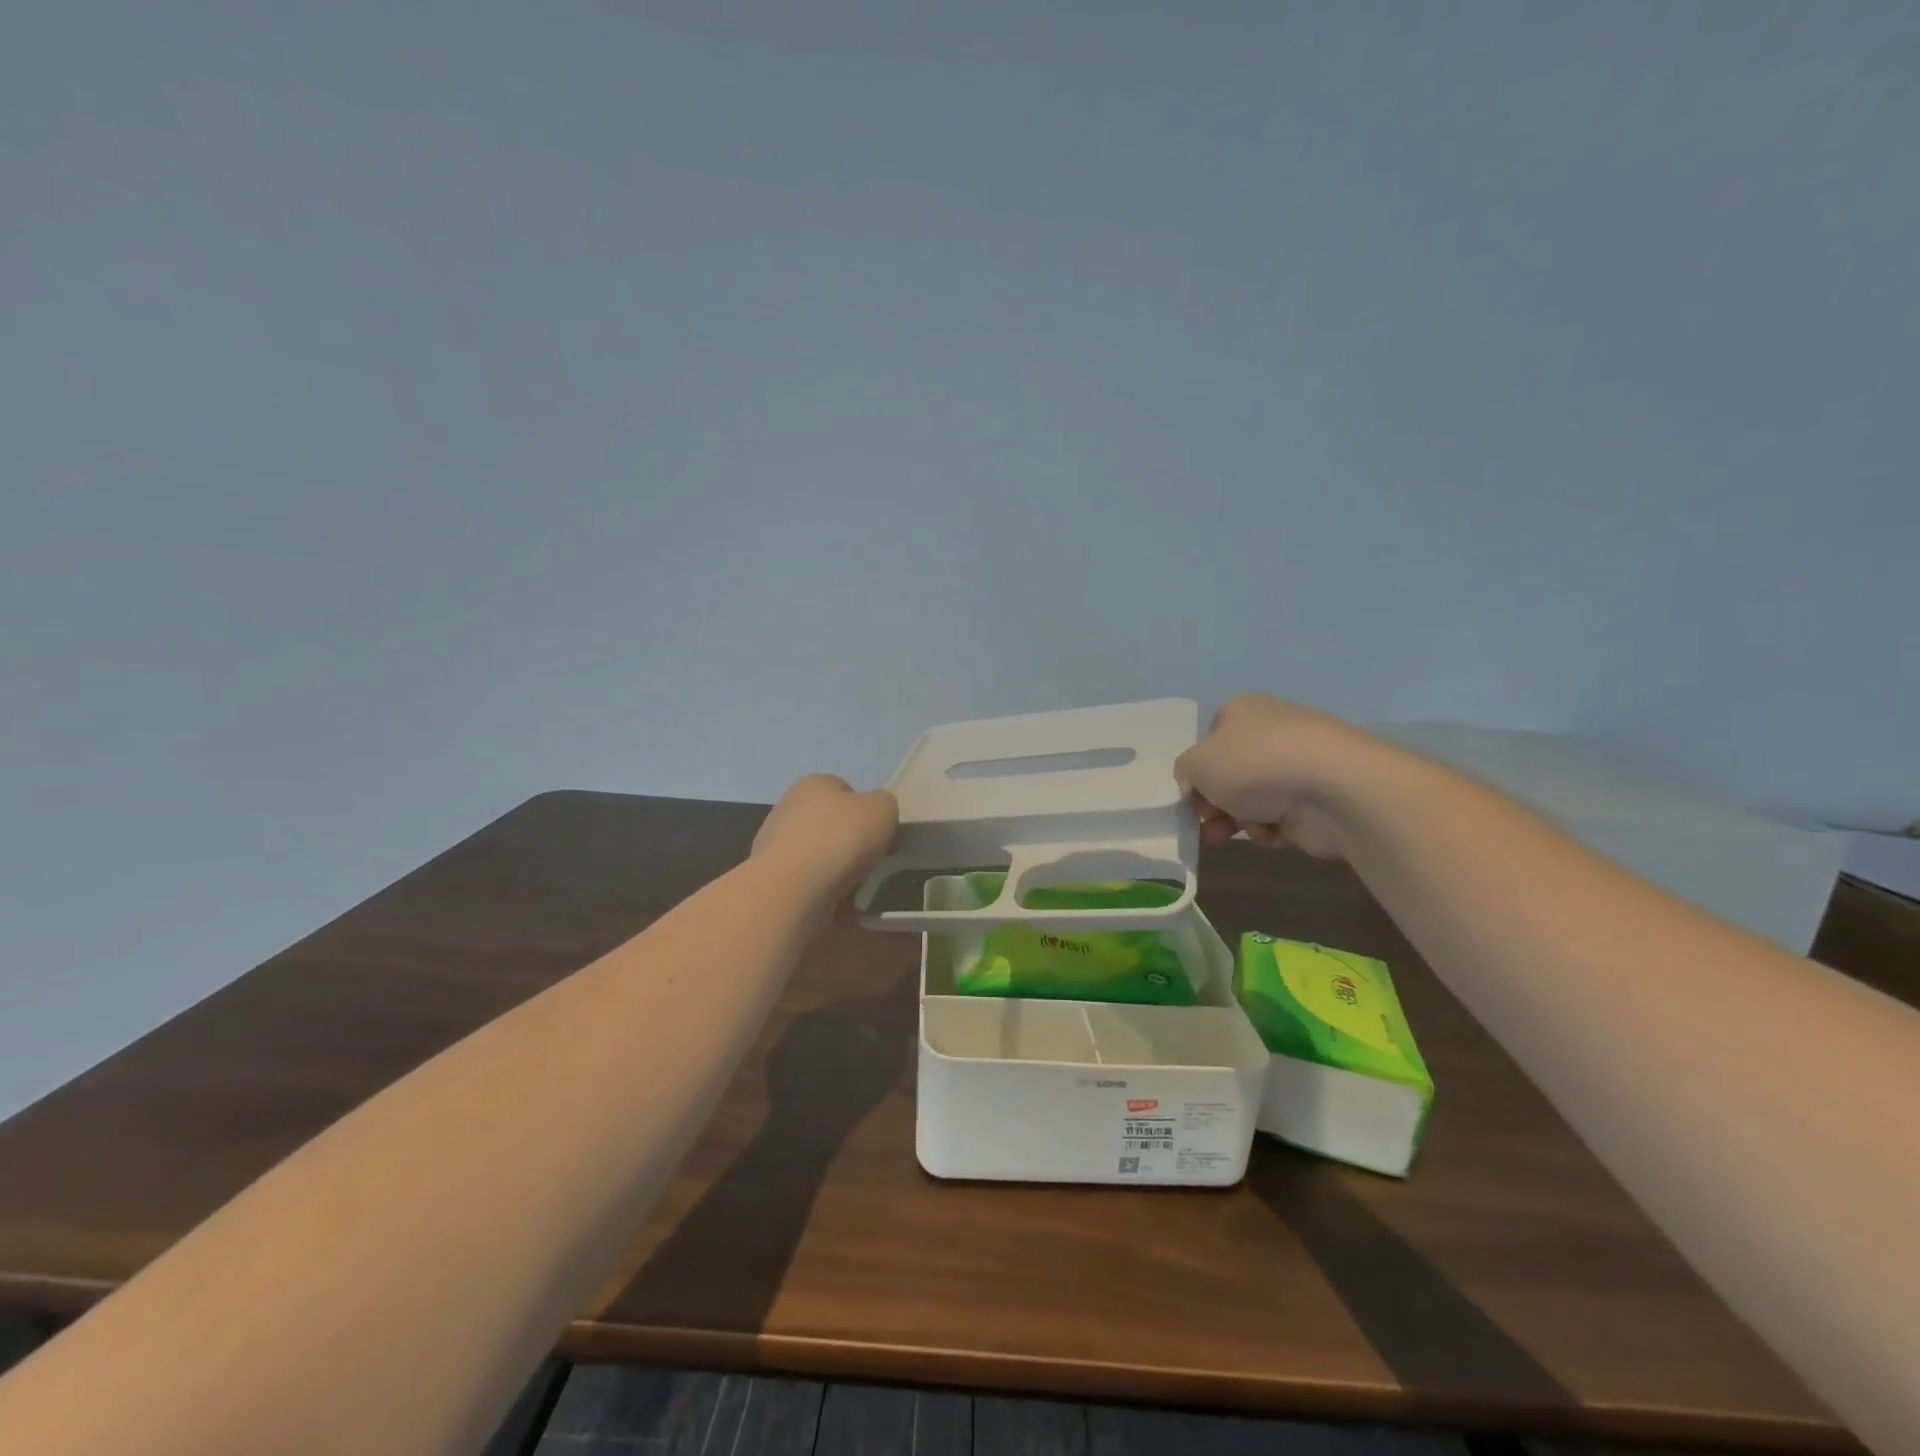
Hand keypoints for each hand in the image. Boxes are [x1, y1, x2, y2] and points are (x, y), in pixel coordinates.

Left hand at [751, 774, 898, 901]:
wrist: (792, 889)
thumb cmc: (841, 839)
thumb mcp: (884, 808)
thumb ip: (885, 805)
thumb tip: (875, 816)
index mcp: (815, 783)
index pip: (845, 790)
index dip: (866, 812)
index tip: (879, 835)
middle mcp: (789, 807)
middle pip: (831, 824)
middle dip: (849, 843)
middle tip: (870, 863)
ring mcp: (775, 843)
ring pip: (818, 856)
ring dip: (836, 871)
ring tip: (856, 891)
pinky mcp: (771, 878)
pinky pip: (807, 884)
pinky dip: (823, 894)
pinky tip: (836, 905)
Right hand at [1173, 694, 1372, 858]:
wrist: (1332, 787)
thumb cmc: (1253, 765)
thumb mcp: (1196, 764)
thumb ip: (1184, 771)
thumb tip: (1196, 782)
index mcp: (1242, 711)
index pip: (1210, 739)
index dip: (1197, 770)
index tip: (1191, 795)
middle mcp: (1271, 731)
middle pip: (1230, 773)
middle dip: (1213, 803)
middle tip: (1205, 823)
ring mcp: (1298, 764)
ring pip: (1253, 798)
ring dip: (1236, 820)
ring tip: (1226, 837)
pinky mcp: (1318, 796)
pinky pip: (1281, 816)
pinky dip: (1270, 828)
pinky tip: (1270, 833)